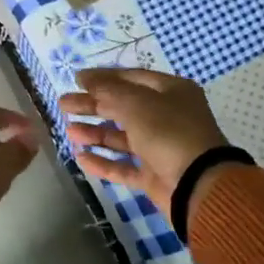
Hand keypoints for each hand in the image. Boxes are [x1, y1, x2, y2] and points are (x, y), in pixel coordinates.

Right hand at [59, 69, 228, 215]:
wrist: (199, 186)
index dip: (103, 78)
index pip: (131, 78)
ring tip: (70, 131)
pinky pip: (124, 166)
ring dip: (95, 133)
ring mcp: (161, 148)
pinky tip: (81, 158)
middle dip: (93, 106)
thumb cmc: (169, 133)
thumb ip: (108, 90)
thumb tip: (85, 77)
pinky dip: (103, 162)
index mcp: (171, 92)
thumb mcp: (136, 104)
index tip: (76, 79)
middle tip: (64, 104)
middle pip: (123, 107)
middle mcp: (167, 117)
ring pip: (122, 137)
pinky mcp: (154, 175)